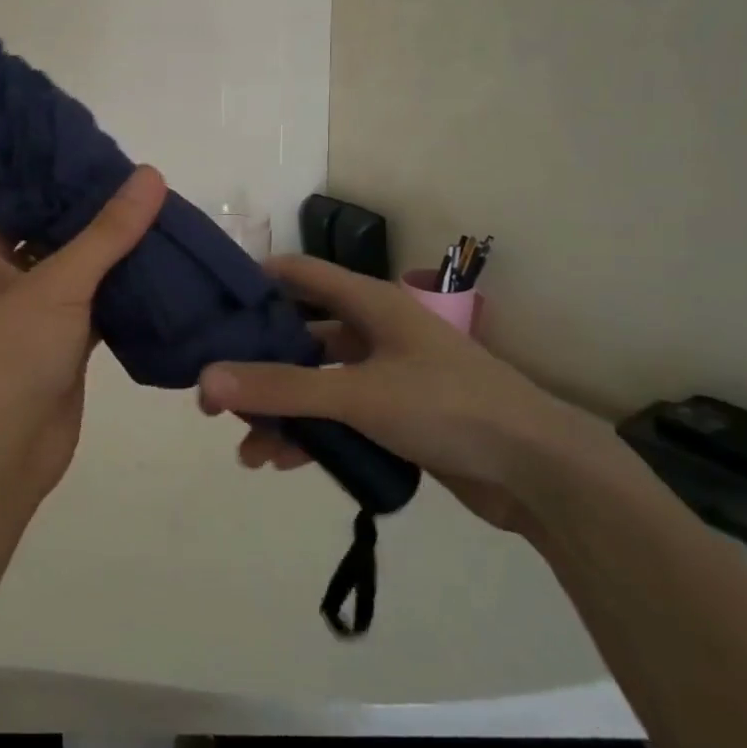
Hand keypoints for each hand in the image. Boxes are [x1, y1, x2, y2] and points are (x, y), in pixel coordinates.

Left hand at [0, 166, 167, 520]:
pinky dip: (126, 294)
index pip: (26, 202)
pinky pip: (100, 307)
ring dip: (118, 256)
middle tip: (151, 188)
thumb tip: (150, 176)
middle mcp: (7, 279)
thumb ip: (106, 233)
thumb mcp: (58, 285)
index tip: (113, 159)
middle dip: (101, 218)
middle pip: (59, 235)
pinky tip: (165, 270)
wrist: (2, 457)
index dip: (66, 180)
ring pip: (83, 273)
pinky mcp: (66, 345)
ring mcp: (38, 314)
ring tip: (166, 219)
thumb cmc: (11, 357)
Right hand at [197, 256, 610, 535]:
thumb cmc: (448, 407)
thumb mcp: (357, 394)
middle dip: (258, 366)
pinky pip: (340, 416)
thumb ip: (281, 388)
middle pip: (300, 335)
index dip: (253, 282)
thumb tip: (205, 381)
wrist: (541, 473)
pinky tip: (285, 463)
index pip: (298, 273)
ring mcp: (387, 374)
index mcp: (369, 303)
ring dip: (282, 411)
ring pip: (317, 383)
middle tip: (216, 395)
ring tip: (249, 451)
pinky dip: (312, 434)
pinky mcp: (397, 416)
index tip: (208, 308)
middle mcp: (374, 330)